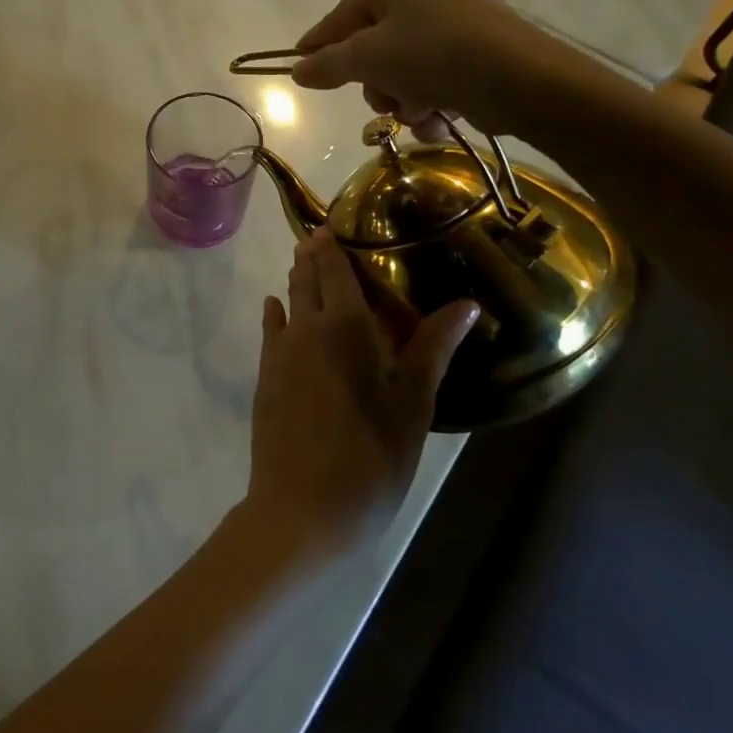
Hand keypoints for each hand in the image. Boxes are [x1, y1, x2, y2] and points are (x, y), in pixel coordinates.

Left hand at [247, 229, 479, 553]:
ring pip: (287, 301)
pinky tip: (277, 308)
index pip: (336, 270)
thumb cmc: (369, 458)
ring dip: (296, 281)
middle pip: (307, 279)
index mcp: (345, 326)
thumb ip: (433, 348)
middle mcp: (305, 328)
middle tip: (321, 235)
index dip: (333, 244)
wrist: (301, 511)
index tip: (335, 221)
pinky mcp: (265, 378)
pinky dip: (277, 313)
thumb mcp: (412, 405)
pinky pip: (272, 331)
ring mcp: (279, 353)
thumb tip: (467, 303)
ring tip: (304, 263)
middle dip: (313, 255)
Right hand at [290, 0, 584, 138]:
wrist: (522, 79)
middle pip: (370, 44)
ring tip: (417, 111)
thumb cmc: (434, 54)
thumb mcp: (369, 59)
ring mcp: (449, 16)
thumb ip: (328, 64)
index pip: (340, 16)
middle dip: (375, 82)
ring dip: (401, 98)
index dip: (318, 46)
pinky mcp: (472, 46)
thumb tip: (297, 70)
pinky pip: (430, 74)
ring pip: (400, 66)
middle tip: (384, 99)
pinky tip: (436, 119)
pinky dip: (428, 100)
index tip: (297, 68)